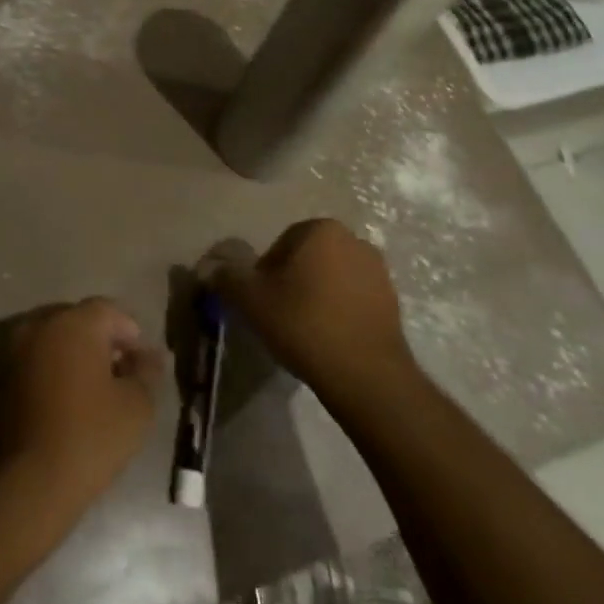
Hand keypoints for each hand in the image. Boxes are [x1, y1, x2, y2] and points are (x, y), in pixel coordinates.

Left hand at [0, 299, 164, 520]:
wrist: (27, 484)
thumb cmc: (90, 437)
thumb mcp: (136, 406)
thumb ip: (147, 372)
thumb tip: (150, 356)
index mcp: (74, 322)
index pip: (109, 310)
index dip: (130, 333)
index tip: (142, 364)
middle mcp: (41, 325)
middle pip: (80, 321)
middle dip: (103, 341)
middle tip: (122, 376)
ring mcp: (16, 349)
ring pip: (55, 340)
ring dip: (77, 356)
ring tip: (96, 392)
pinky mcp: (1, 376)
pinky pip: (37, 360)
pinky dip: (55, 371)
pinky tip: (69, 403)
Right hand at [201, 219, 420, 405]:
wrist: (365, 374)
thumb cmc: (303, 323)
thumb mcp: (251, 299)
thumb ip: (227, 277)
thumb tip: (210, 267)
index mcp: (321, 229)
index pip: (281, 244)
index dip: (265, 274)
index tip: (260, 302)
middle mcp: (354, 240)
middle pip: (308, 259)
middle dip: (292, 282)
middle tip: (278, 315)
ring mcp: (378, 271)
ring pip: (331, 278)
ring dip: (316, 296)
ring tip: (303, 330)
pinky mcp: (393, 302)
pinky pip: (353, 299)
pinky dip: (338, 312)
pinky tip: (328, 339)